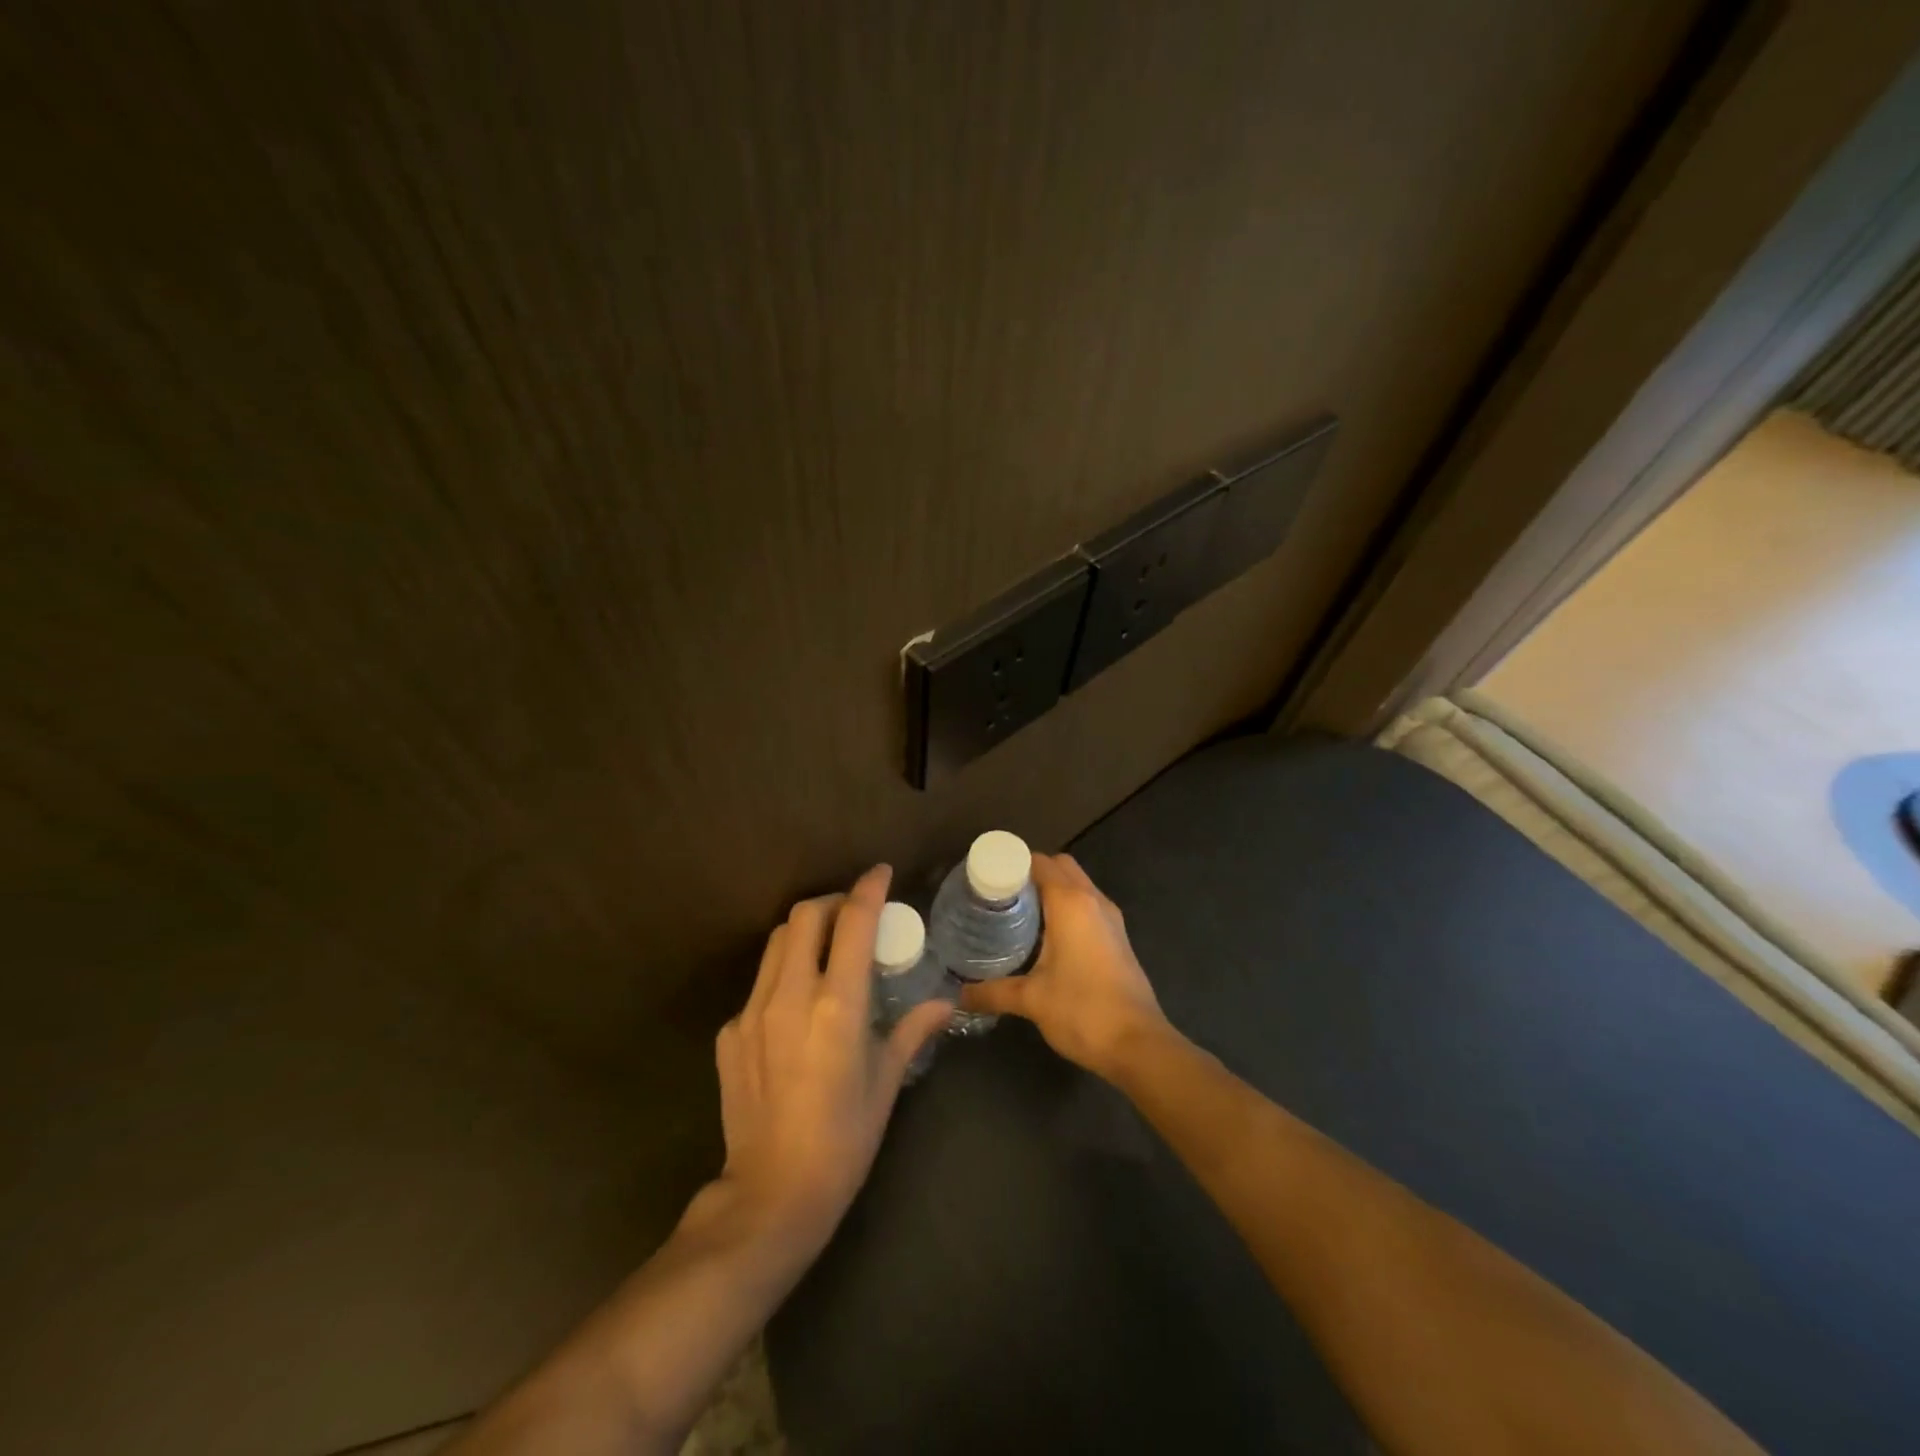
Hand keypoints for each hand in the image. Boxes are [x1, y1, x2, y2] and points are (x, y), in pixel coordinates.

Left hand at [701, 865, 951, 1259]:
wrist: (771, 1195)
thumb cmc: (843, 1140)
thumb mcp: (885, 1083)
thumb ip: (912, 1030)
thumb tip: (945, 1003)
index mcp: (836, 1006)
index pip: (854, 923)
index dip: (869, 889)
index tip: (880, 872)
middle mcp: (790, 996)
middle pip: (803, 917)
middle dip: (831, 903)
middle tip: (852, 915)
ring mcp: (752, 1013)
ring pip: (775, 943)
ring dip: (804, 932)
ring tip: (825, 950)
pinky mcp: (729, 1033)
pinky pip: (758, 985)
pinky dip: (782, 976)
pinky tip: (796, 1008)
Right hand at [959, 853, 1167, 1078]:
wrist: (1138, 1044)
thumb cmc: (1082, 1010)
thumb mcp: (1031, 1000)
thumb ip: (992, 992)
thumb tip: (959, 995)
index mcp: (1071, 903)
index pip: (1040, 862)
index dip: (1012, 864)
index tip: (987, 879)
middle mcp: (1093, 901)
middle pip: (1061, 866)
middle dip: (1032, 873)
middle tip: (1002, 896)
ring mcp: (1111, 919)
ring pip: (1078, 885)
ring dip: (1053, 890)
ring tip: (1019, 913)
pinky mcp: (1118, 938)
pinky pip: (1088, 906)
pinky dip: (1068, 908)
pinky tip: (1046, 937)